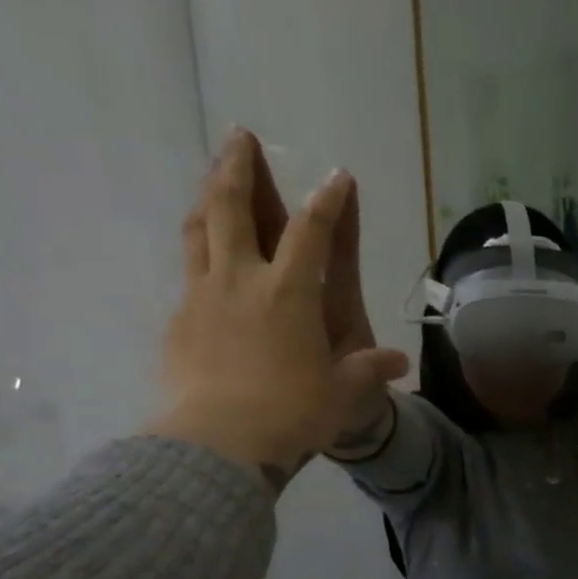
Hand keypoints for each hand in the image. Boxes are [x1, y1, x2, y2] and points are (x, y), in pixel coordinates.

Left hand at [149, 131, 408, 480]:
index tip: (337, 177)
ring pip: (199, 229)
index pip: (312, 232)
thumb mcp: (343, 394)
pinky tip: (203, 263)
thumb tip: (398, 363)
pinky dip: (198, 254)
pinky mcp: (179, 321)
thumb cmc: (292, 413)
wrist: (220, 441)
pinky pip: (187, 272)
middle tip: (240, 137)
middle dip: (239, 167)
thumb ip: (368, 370)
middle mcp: (241, 280)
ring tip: (212, 181)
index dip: (328, 201)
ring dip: (207, 197)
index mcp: (288, 293)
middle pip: (232, 206)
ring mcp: (202, 296)